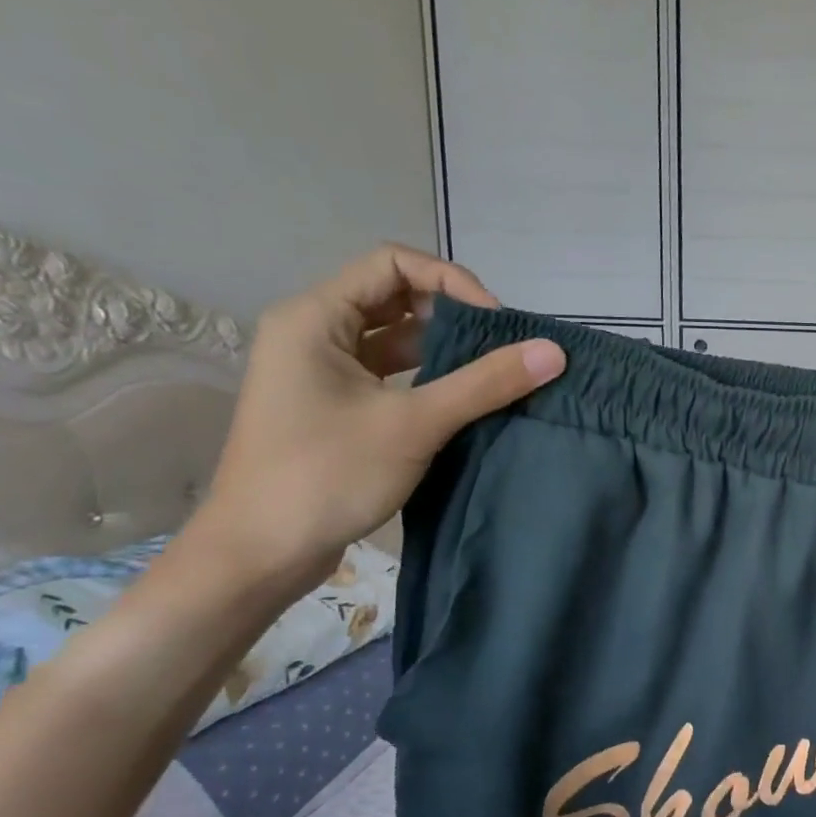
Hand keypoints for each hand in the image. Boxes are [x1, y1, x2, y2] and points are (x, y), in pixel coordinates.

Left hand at [196, 244, 563, 588]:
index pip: (393, 264)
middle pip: (396, 298)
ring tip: (496, 374)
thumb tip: (554, 351)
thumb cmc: (327, 475)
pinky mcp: (336, 407)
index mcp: (314, 318)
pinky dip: (431, 380)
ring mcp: (323, 373)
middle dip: (454, 317)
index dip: (452, 282)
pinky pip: (392, 375)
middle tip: (504, 349)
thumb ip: (485, 383)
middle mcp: (314, 333)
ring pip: (396, 340)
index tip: (497, 324)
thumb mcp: (414, 423)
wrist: (261, 553)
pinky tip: (468, 401)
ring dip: (446, 351)